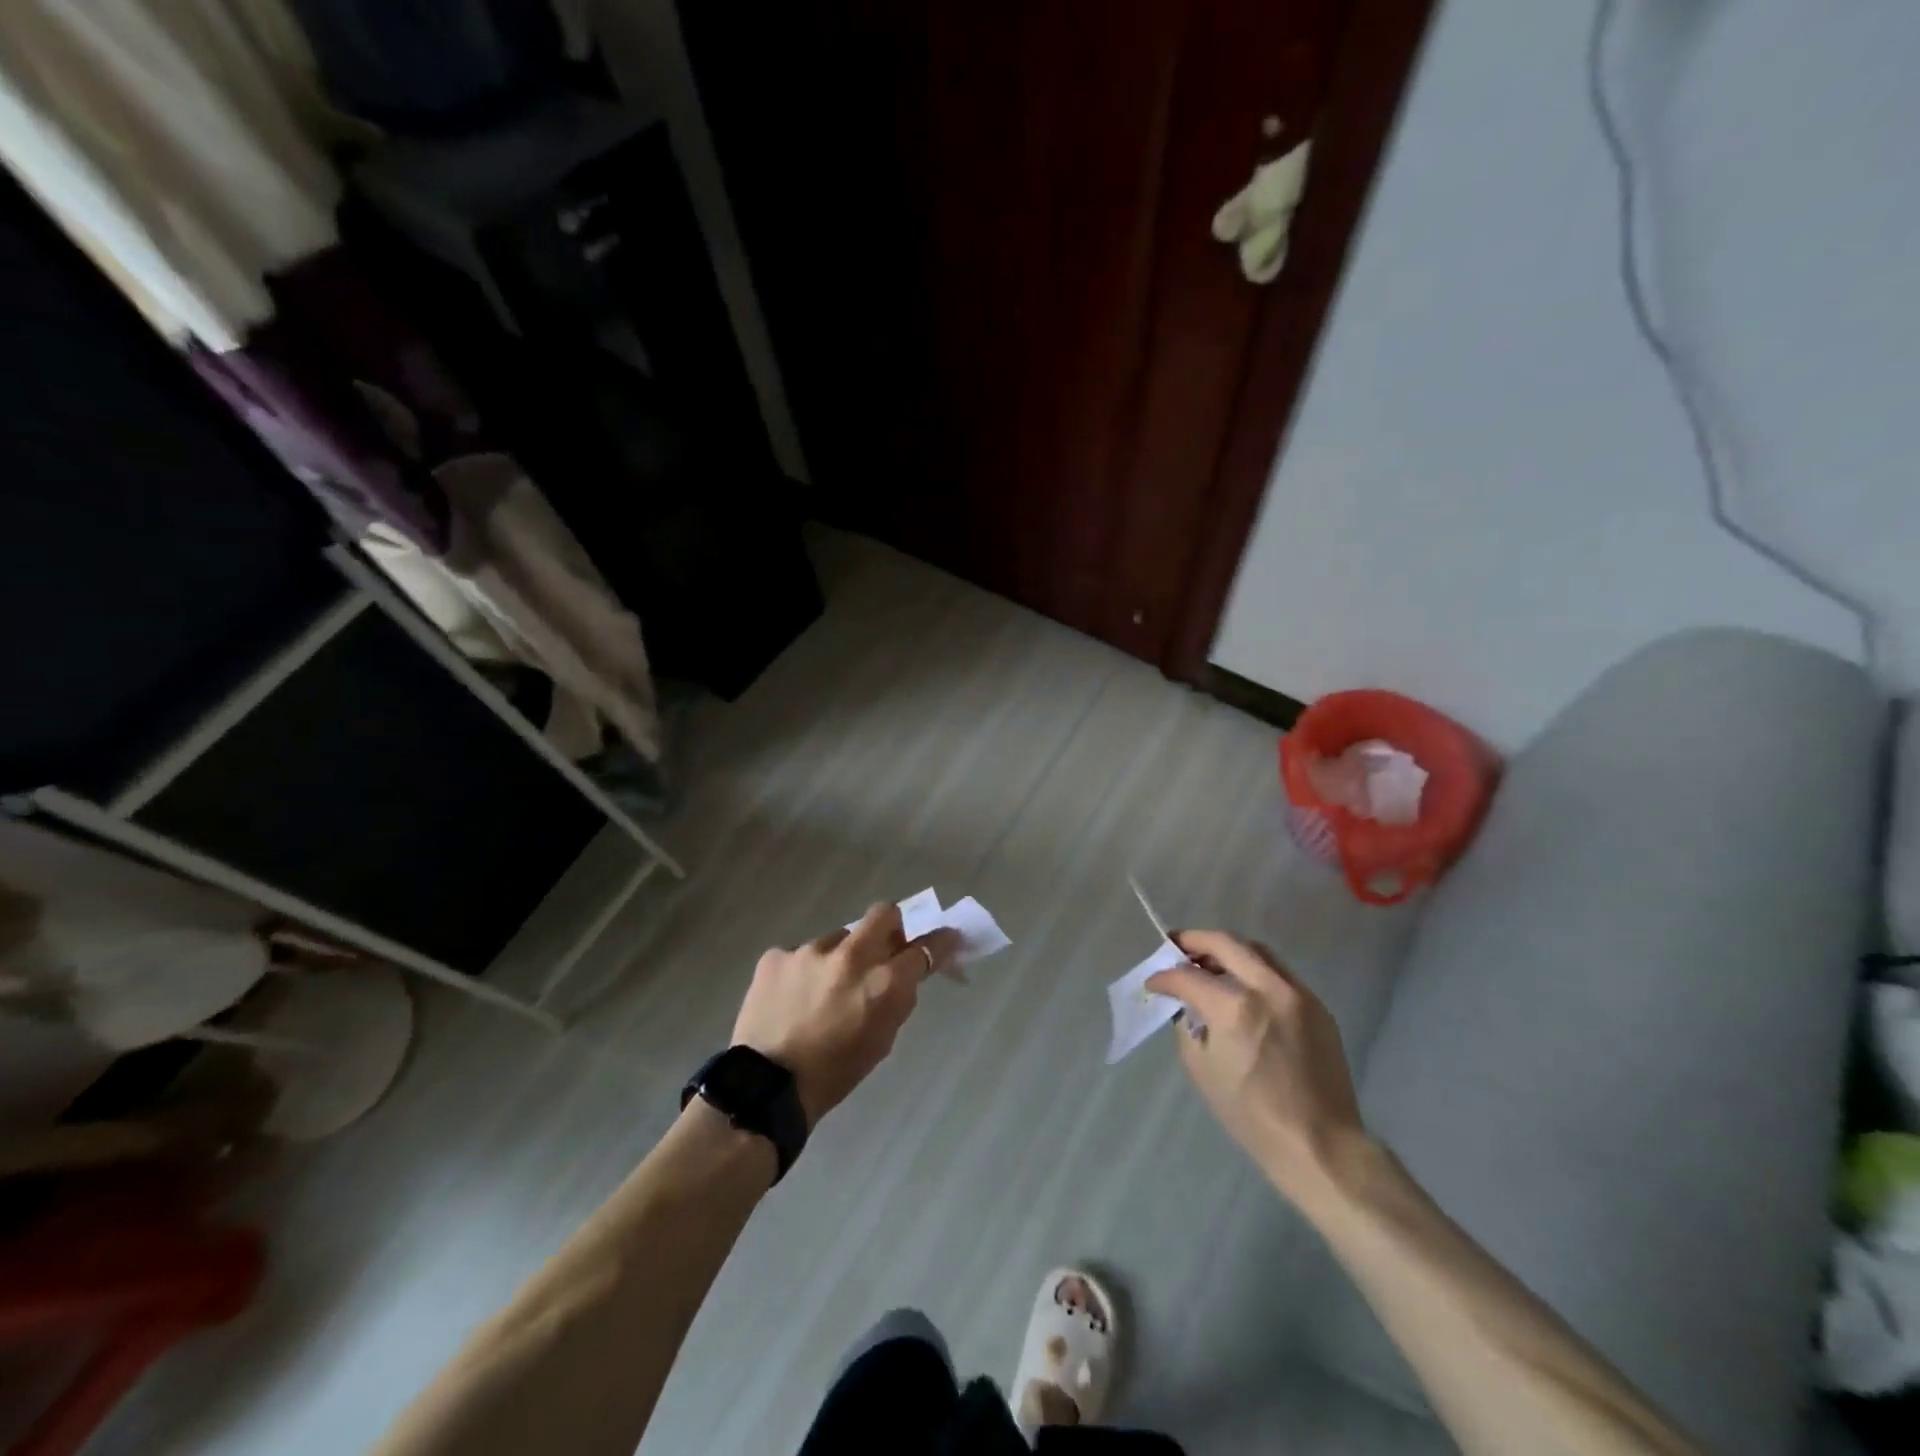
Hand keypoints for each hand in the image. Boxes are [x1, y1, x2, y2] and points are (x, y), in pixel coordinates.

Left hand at [733, 904, 960, 1127]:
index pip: (924, 948)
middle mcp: (850, 956)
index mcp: (882, 983)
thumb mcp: (881, 1040)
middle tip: (883, 949)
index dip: (940, 942)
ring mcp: (809, 951)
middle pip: (884, 914)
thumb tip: (905, 972)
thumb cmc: (835, 1073)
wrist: (766, 1088)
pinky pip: (801, 954)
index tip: (947, 938)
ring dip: (839, 958)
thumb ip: (897, 998)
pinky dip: (804, 971)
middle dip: (891, 927)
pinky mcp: (776, 955)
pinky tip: (793, 998)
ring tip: (822, 991)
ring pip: (838, 938)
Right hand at [1147, 930, 1366, 1212]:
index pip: (1188, 977)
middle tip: (1176, 947)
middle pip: (1225, 943)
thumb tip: (1187, 1005)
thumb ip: (1189, 1026)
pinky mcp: (1317, 1006)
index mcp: (1236, 1008)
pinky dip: (1253, 970)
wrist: (1320, 1143)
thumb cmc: (1252, 1115)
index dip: (1164, 977)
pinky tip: (1242, 990)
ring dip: (1227, 950)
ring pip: (1256, 951)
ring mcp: (1297, 994)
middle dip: (1194, 941)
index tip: (1153, 983)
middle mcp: (1268, 989)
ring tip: (1208, 964)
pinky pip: (1279, 973)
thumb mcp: (1202, 1069)